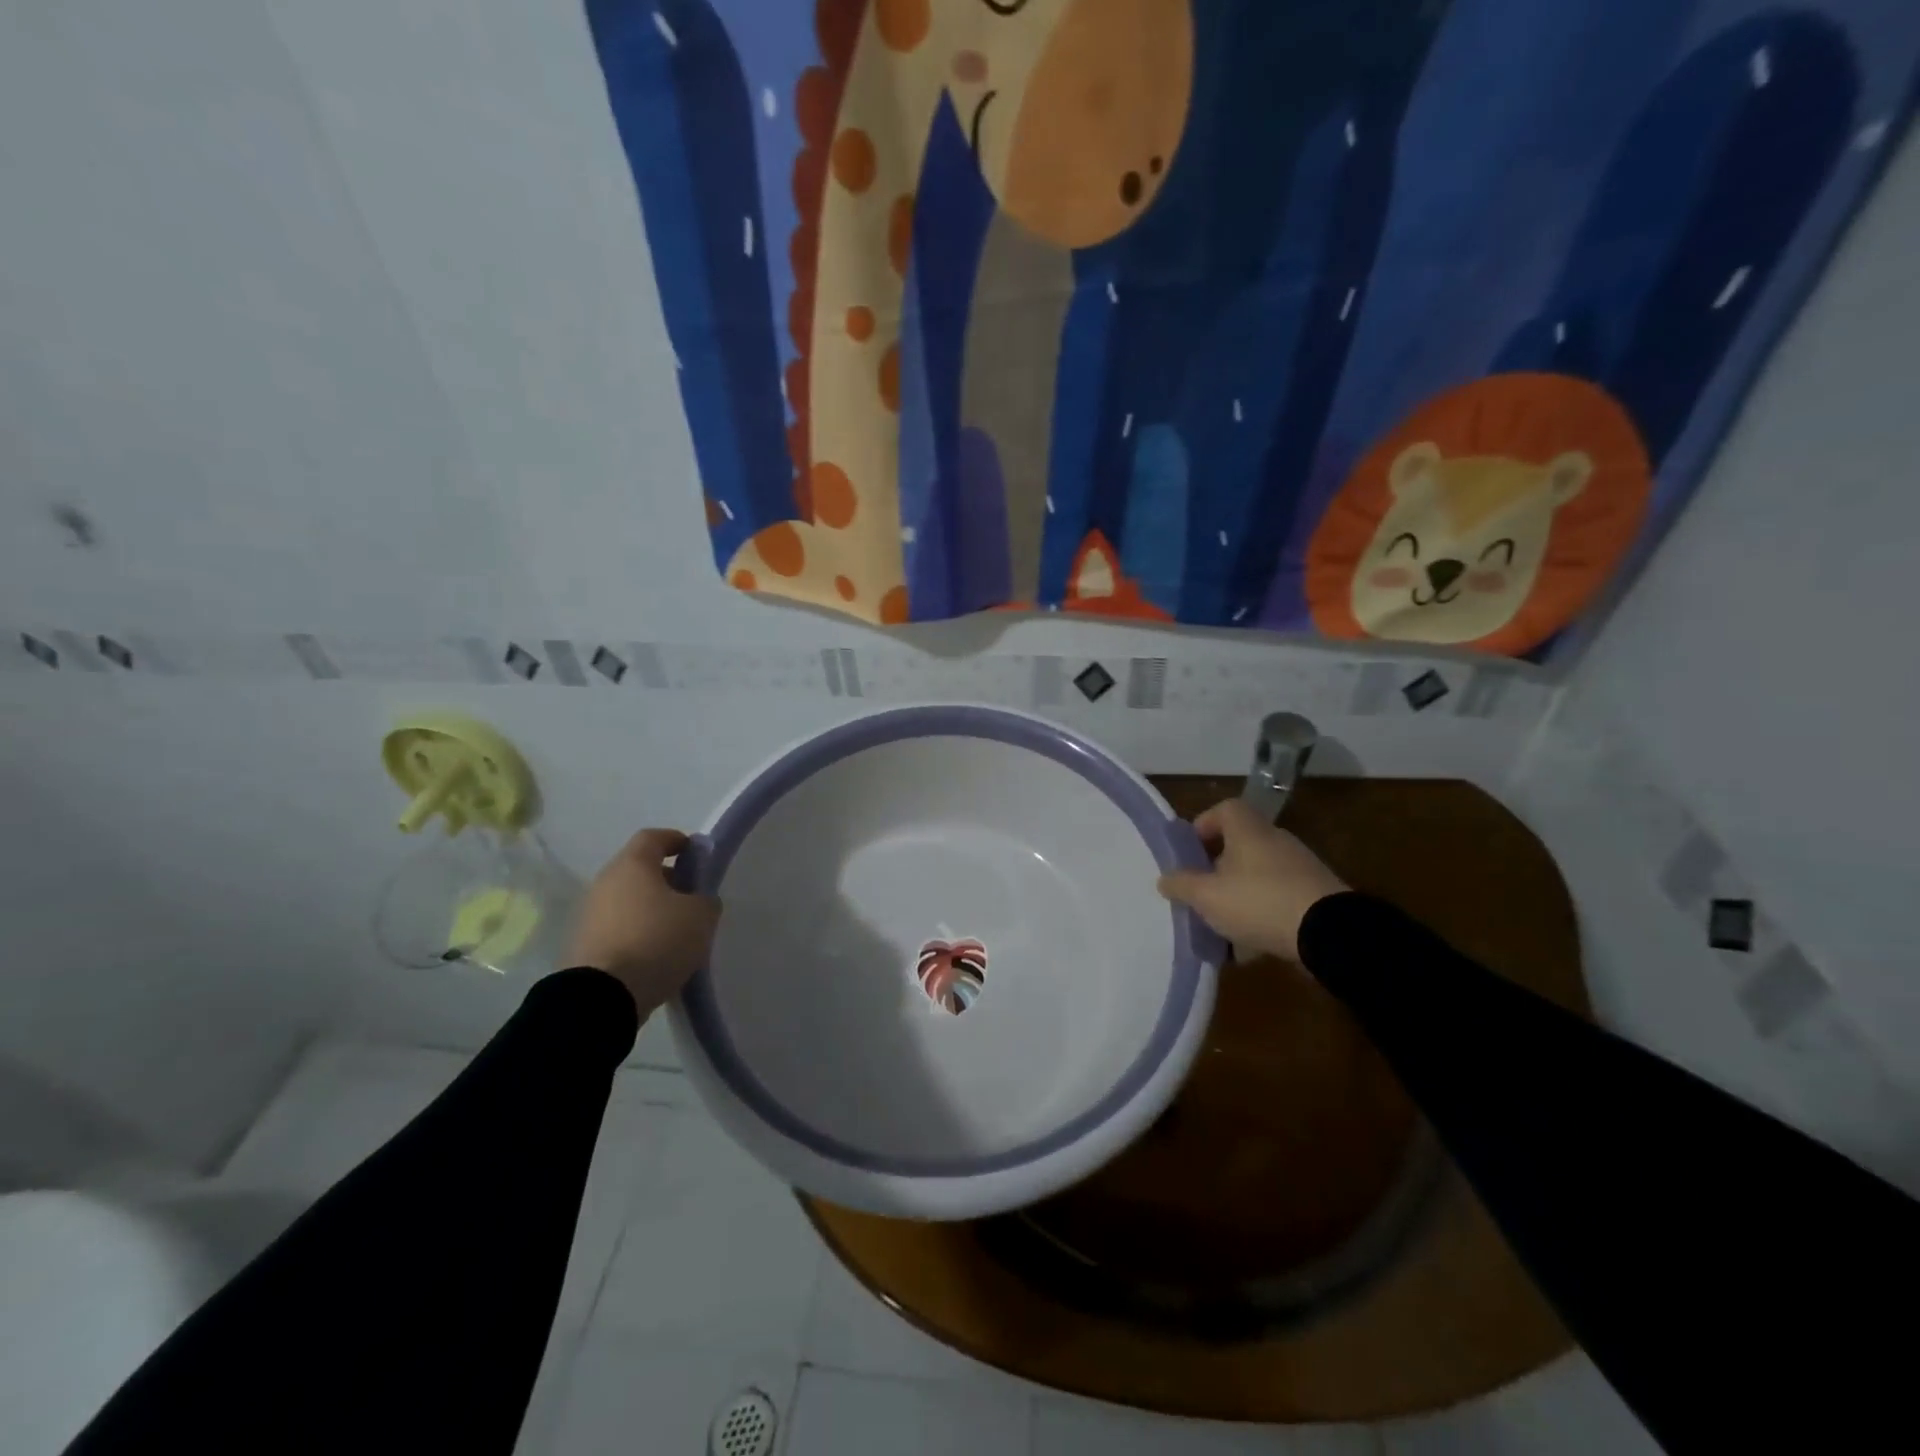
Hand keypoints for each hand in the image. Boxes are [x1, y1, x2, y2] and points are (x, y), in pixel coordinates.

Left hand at [566, 829, 720, 1017]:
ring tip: (676, 931)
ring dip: (650, 909)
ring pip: (626, 901)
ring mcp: (588, 915)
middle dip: (666, 879)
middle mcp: (604, 883)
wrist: (602, 997)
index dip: (676, 840)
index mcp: (632, 865)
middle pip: (638, 870)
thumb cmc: (656, 940)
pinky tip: (655, 954)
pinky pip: (617, 928)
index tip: (695, 854)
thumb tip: (698, 901)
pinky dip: (636, 933)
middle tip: (691, 897)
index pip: (653, 837)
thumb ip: (705, 900)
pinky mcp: (582, 946)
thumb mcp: (701, 916)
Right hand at [1156, 799, 1347, 962]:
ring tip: (1221, 924)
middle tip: (1200, 891)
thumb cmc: (1259, 902)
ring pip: (1258, 874)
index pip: (1225, 809)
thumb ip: (1182, 885)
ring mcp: (1300, 867)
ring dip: (1238, 893)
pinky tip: (1250, 943)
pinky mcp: (1316, 895)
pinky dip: (1262, 913)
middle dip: (1217, 867)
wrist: (1330, 933)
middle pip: (1240, 844)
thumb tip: (1165, 878)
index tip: (1189, 852)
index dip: (1204, 825)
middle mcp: (1276, 841)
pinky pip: (1278, 898)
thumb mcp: (1207, 896)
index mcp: (1249, 831)